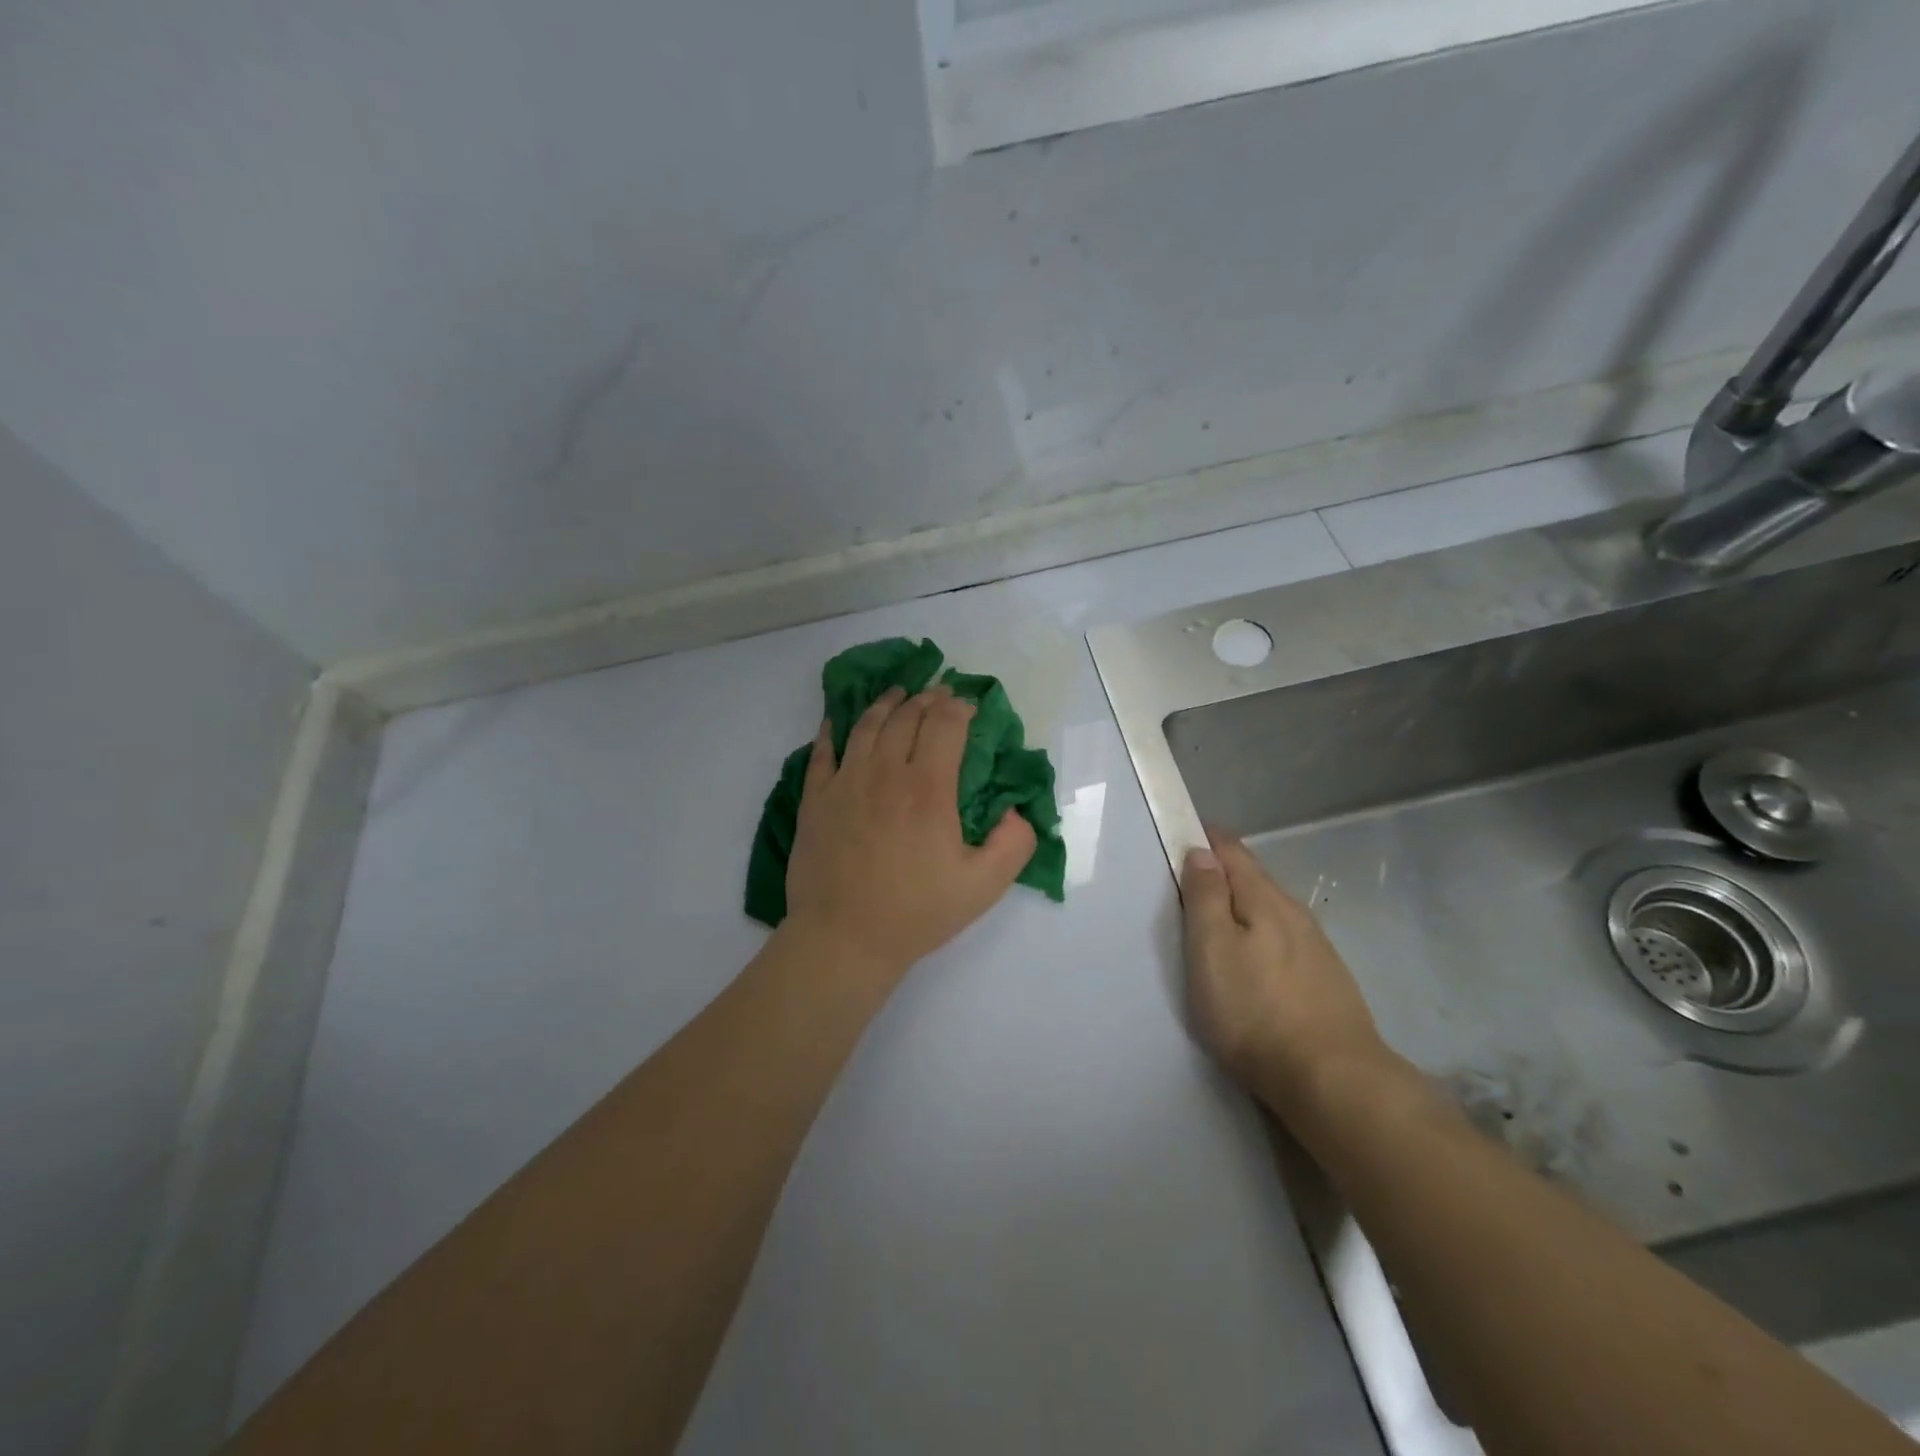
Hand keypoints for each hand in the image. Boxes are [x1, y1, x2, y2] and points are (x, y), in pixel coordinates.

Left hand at [782, 684, 1037, 980]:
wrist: (844, 938)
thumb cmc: (916, 912)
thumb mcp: (984, 886)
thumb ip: (1014, 843)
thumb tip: (1016, 810)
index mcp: (928, 788)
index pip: (946, 725)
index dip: (960, 708)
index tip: (970, 707)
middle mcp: (885, 773)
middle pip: (907, 717)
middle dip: (928, 699)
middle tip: (940, 694)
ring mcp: (845, 782)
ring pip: (866, 725)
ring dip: (886, 703)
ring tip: (898, 693)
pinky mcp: (816, 799)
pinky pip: (822, 752)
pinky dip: (832, 730)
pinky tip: (837, 721)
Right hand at [1181, 830, 1394, 1121]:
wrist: (1333, 1079)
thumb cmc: (1255, 1010)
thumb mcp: (1212, 950)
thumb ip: (1205, 897)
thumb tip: (1202, 852)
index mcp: (1264, 899)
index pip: (1232, 851)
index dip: (1206, 838)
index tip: (1184, 833)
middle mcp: (1295, 913)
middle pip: (1254, 878)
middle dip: (1224, 871)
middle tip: (1193, 876)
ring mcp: (1317, 947)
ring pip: (1272, 910)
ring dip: (1245, 904)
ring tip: (1220, 918)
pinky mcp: (1328, 979)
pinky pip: (1286, 938)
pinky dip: (1263, 933)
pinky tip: (1257, 957)